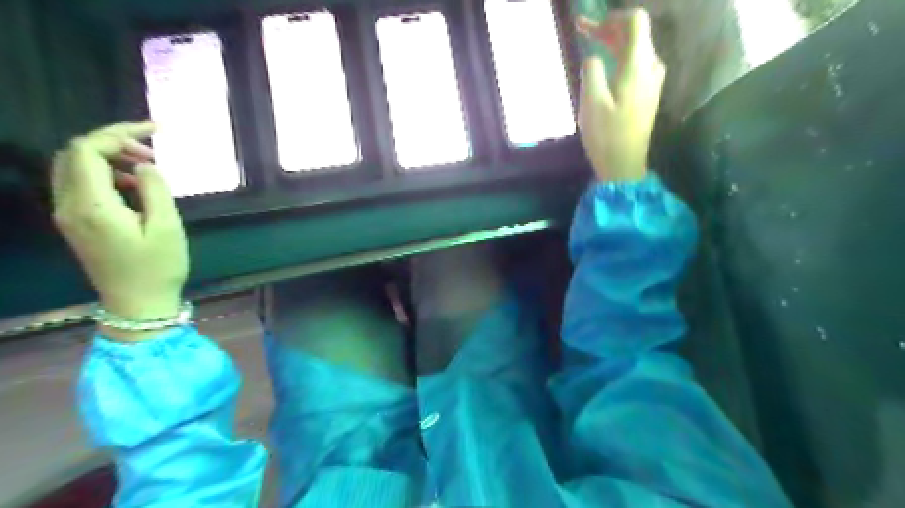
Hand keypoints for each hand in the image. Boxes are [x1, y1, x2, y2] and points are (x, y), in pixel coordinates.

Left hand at [50, 121, 187, 338]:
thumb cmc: (158, 267)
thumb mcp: (167, 227)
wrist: (138, 303)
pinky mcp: (75, 222)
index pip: (88, 149)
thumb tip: (147, 166)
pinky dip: (106, 174)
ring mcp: (68, 214)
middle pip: (75, 153)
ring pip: (75, 166)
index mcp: (92, 205)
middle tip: (152, 152)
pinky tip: (136, 186)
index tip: (156, 132)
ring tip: (149, 169)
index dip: (119, 132)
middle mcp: (69, 205)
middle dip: (113, 142)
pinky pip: (81, 184)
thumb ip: (155, 189)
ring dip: (109, 157)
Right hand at [579, 8, 661, 180]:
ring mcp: (652, 81)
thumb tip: (593, 57)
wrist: (624, 165)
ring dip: (613, 42)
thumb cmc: (606, 135)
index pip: (636, 21)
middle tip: (582, 31)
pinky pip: (636, 64)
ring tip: (590, 44)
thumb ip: (592, 71)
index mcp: (638, 65)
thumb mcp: (591, 102)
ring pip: (636, 49)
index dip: (613, 18)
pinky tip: (604, 65)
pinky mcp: (648, 93)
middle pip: (636, 34)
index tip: (590, 26)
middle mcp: (651, 67)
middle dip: (609, 28)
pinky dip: (619, 57)